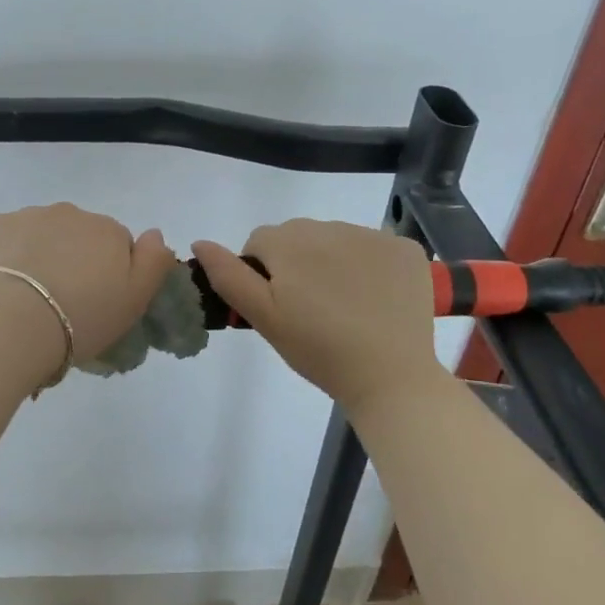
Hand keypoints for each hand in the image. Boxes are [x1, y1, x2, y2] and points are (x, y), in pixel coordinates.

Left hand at [0, 204, 179, 368]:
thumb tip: (155, 233)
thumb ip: (154, 262)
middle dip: (71, 259)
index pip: (116, 244)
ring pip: (38, 233)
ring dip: (37, 255)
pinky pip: (3, 237)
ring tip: (26, 297)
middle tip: (61, 302)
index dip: (107, 273)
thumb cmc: (81, 319)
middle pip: (76, 234)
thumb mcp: (135, 301)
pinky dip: (3, 255)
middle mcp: (69, 213)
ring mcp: (26, 215)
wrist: (11, 323)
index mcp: (107, 230)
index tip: (95, 301)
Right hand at [191, 220, 445, 414]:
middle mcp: (330, 227)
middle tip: (308, 308)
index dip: (262, 273)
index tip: (279, 306)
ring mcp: (372, 236)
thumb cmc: (318, 350)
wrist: (391, 377)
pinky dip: (369, 265)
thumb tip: (200, 243)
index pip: (259, 242)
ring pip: (334, 239)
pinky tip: (373, 298)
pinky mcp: (405, 249)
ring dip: (331, 261)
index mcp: (289, 242)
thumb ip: (228, 276)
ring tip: (343, 305)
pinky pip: (373, 247)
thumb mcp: (264, 318)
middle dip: (295, 262)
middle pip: (297, 235)